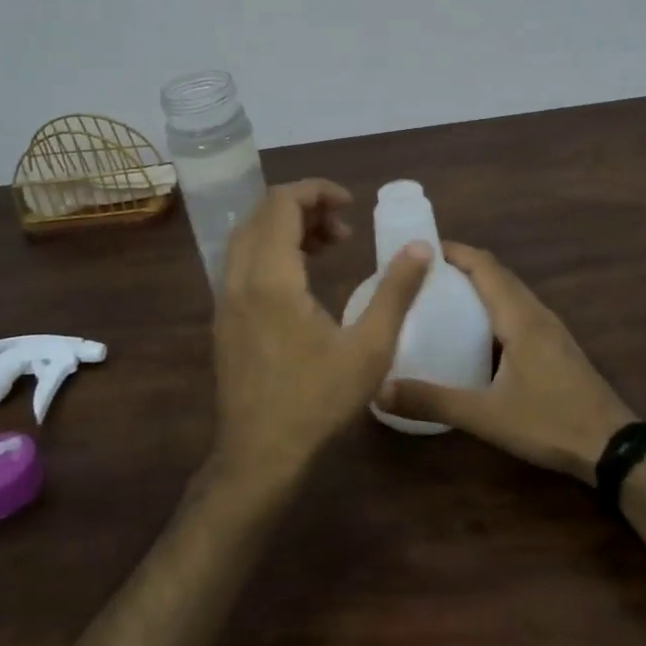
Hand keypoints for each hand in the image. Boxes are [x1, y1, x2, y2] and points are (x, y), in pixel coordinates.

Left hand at [211, 179, 431, 491]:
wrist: (260, 455)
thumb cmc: (317, 401)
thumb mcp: (370, 348)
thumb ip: (396, 292)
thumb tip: (421, 248)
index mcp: (271, 277)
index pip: (281, 203)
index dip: (316, 191)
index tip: (351, 203)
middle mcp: (239, 278)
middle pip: (262, 214)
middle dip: (304, 207)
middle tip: (344, 228)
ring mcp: (226, 299)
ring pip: (249, 237)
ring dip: (287, 228)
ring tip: (329, 246)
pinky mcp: (224, 318)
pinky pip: (243, 262)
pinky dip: (272, 251)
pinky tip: (303, 279)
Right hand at [376, 242, 637, 484]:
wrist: (613, 448)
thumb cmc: (550, 422)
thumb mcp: (486, 416)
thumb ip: (433, 401)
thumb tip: (380, 390)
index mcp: (519, 317)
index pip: (485, 266)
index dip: (454, 251)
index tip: (419, 249)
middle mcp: (536, 313)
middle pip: (497, 273)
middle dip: (461, 265)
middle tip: (421, 275)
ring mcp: (550, 329)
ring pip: (510, 291)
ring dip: (478, 284)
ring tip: (441, 296)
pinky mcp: (555, 346)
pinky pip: (518, 310)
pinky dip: (493, 305)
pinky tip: (475, 332)